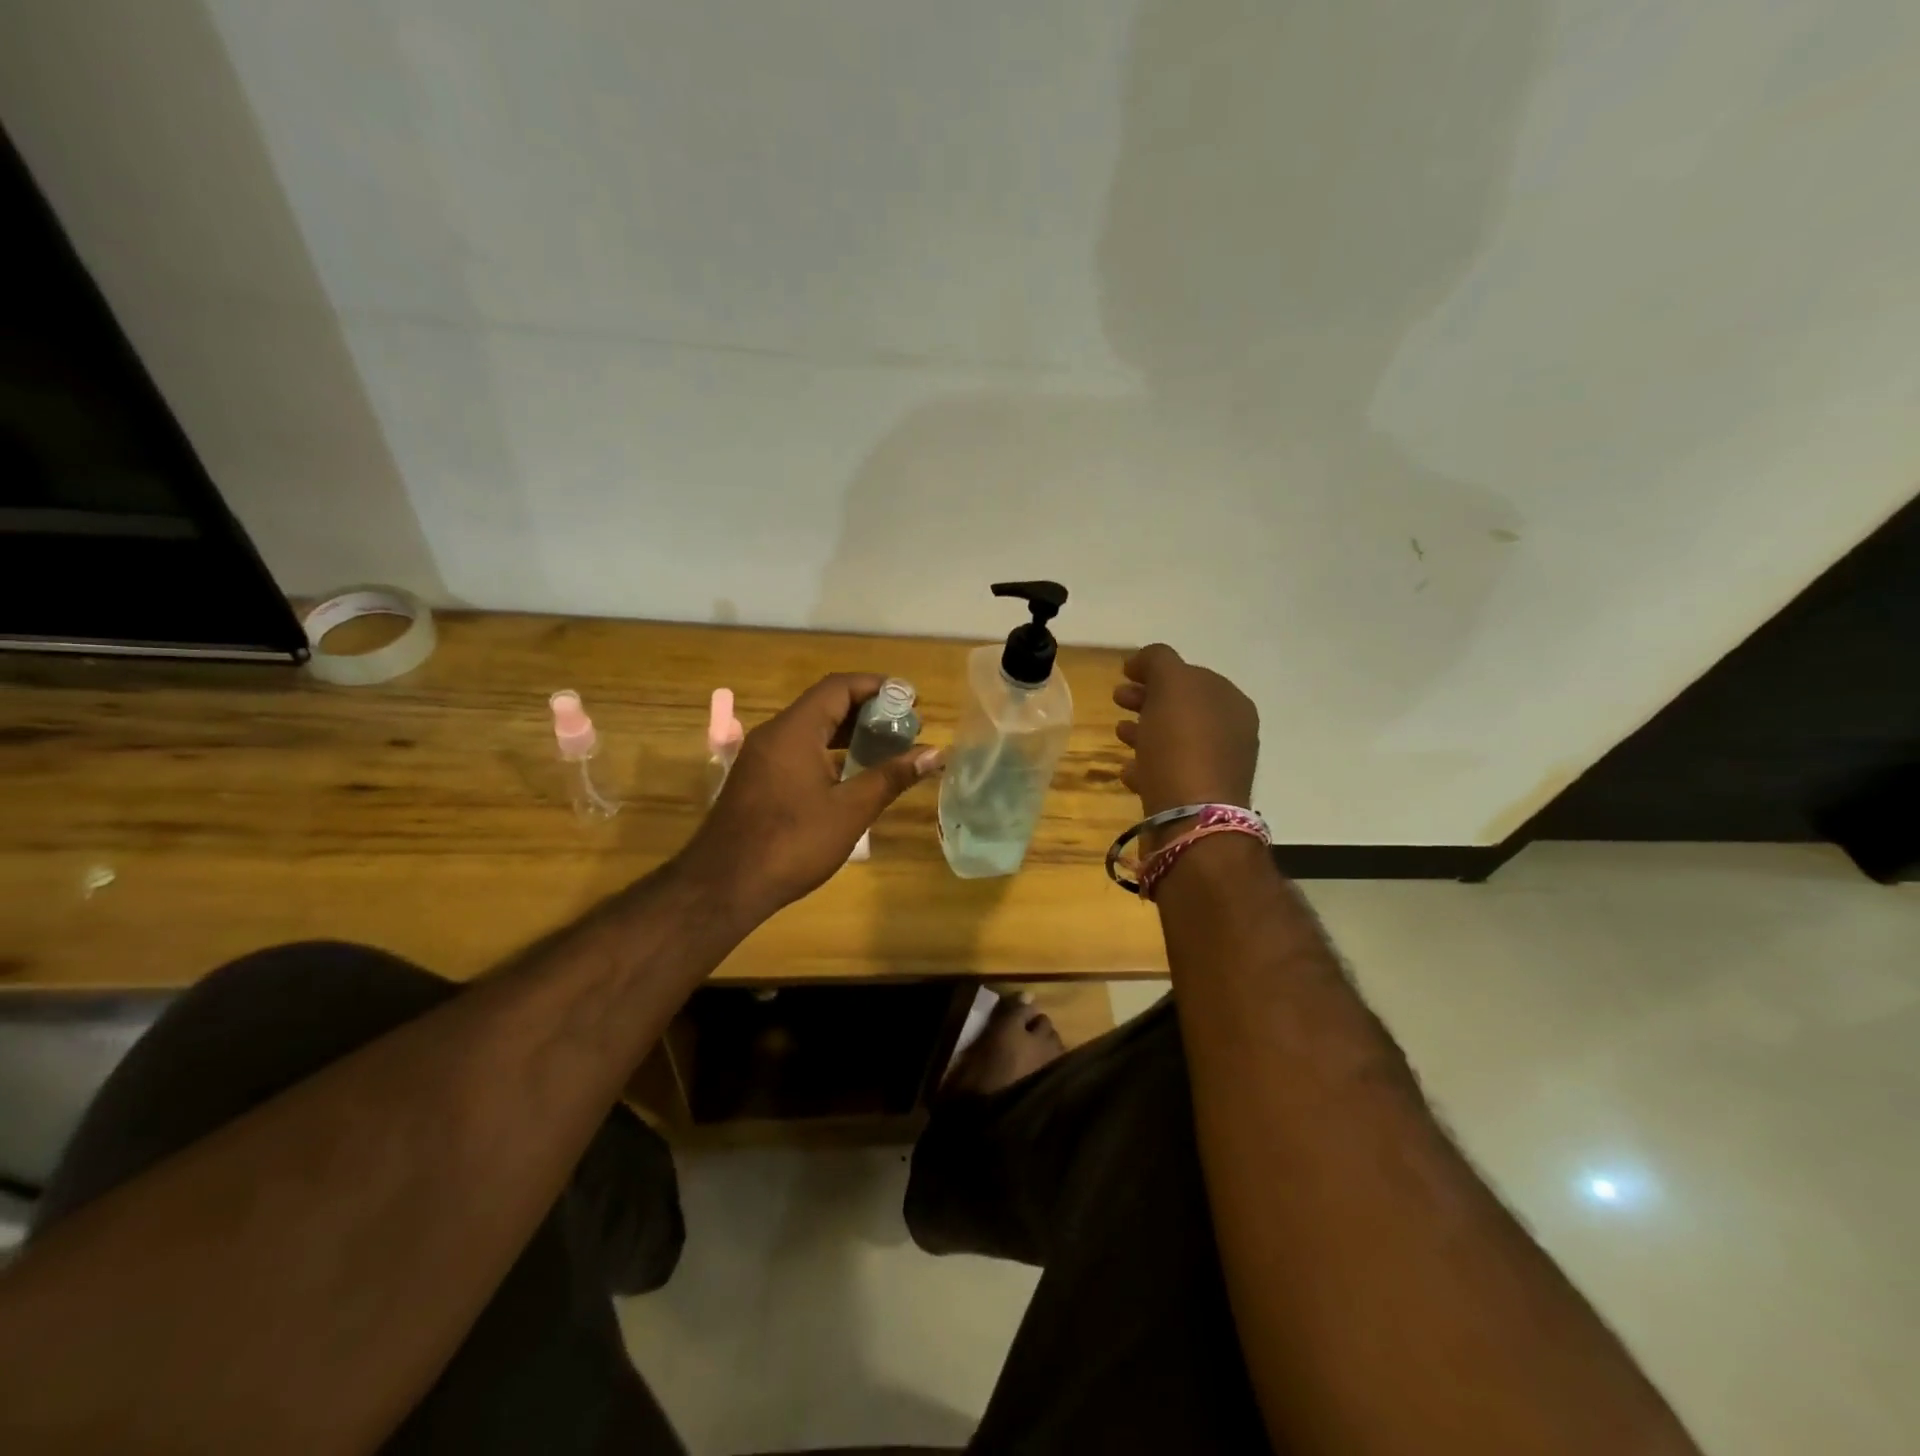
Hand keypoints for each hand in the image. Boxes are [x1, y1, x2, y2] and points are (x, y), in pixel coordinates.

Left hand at [681, 673, 941, 921]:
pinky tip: (850, 774)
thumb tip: (935, 753)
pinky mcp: (757, 779)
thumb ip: (891, 776)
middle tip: (905, 726)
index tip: (910, 700)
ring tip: (885, 747)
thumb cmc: (792, 843)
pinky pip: (797, 749)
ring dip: (847, 732)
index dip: (877, 687)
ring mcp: (761, 757)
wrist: (724, 885)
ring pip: (810, 728)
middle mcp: (774, 734)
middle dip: (867, 710)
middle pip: (824, 704)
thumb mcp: (850, 810)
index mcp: (794, 730)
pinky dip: (827, 751)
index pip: (839, 687)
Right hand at [1113, 644, 1258, 820]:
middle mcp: (1230, 732)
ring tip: (1118, 733)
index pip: (1190, 674)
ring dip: (1145, 731)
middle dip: (1148, 700)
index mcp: (1229, 701)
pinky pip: (1168, 772)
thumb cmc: (1182, 743)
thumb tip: (1145, 660)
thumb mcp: (1171, 684)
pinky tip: (1128, 770)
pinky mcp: (1198, 798)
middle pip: (1181, 707)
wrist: (1191, 818)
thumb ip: (1159, 660)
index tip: (1124, 674)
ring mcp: (1216, 767)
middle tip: (1117, 699)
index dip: (1156, 671)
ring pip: (1174, 740)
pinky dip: (1147, 765)